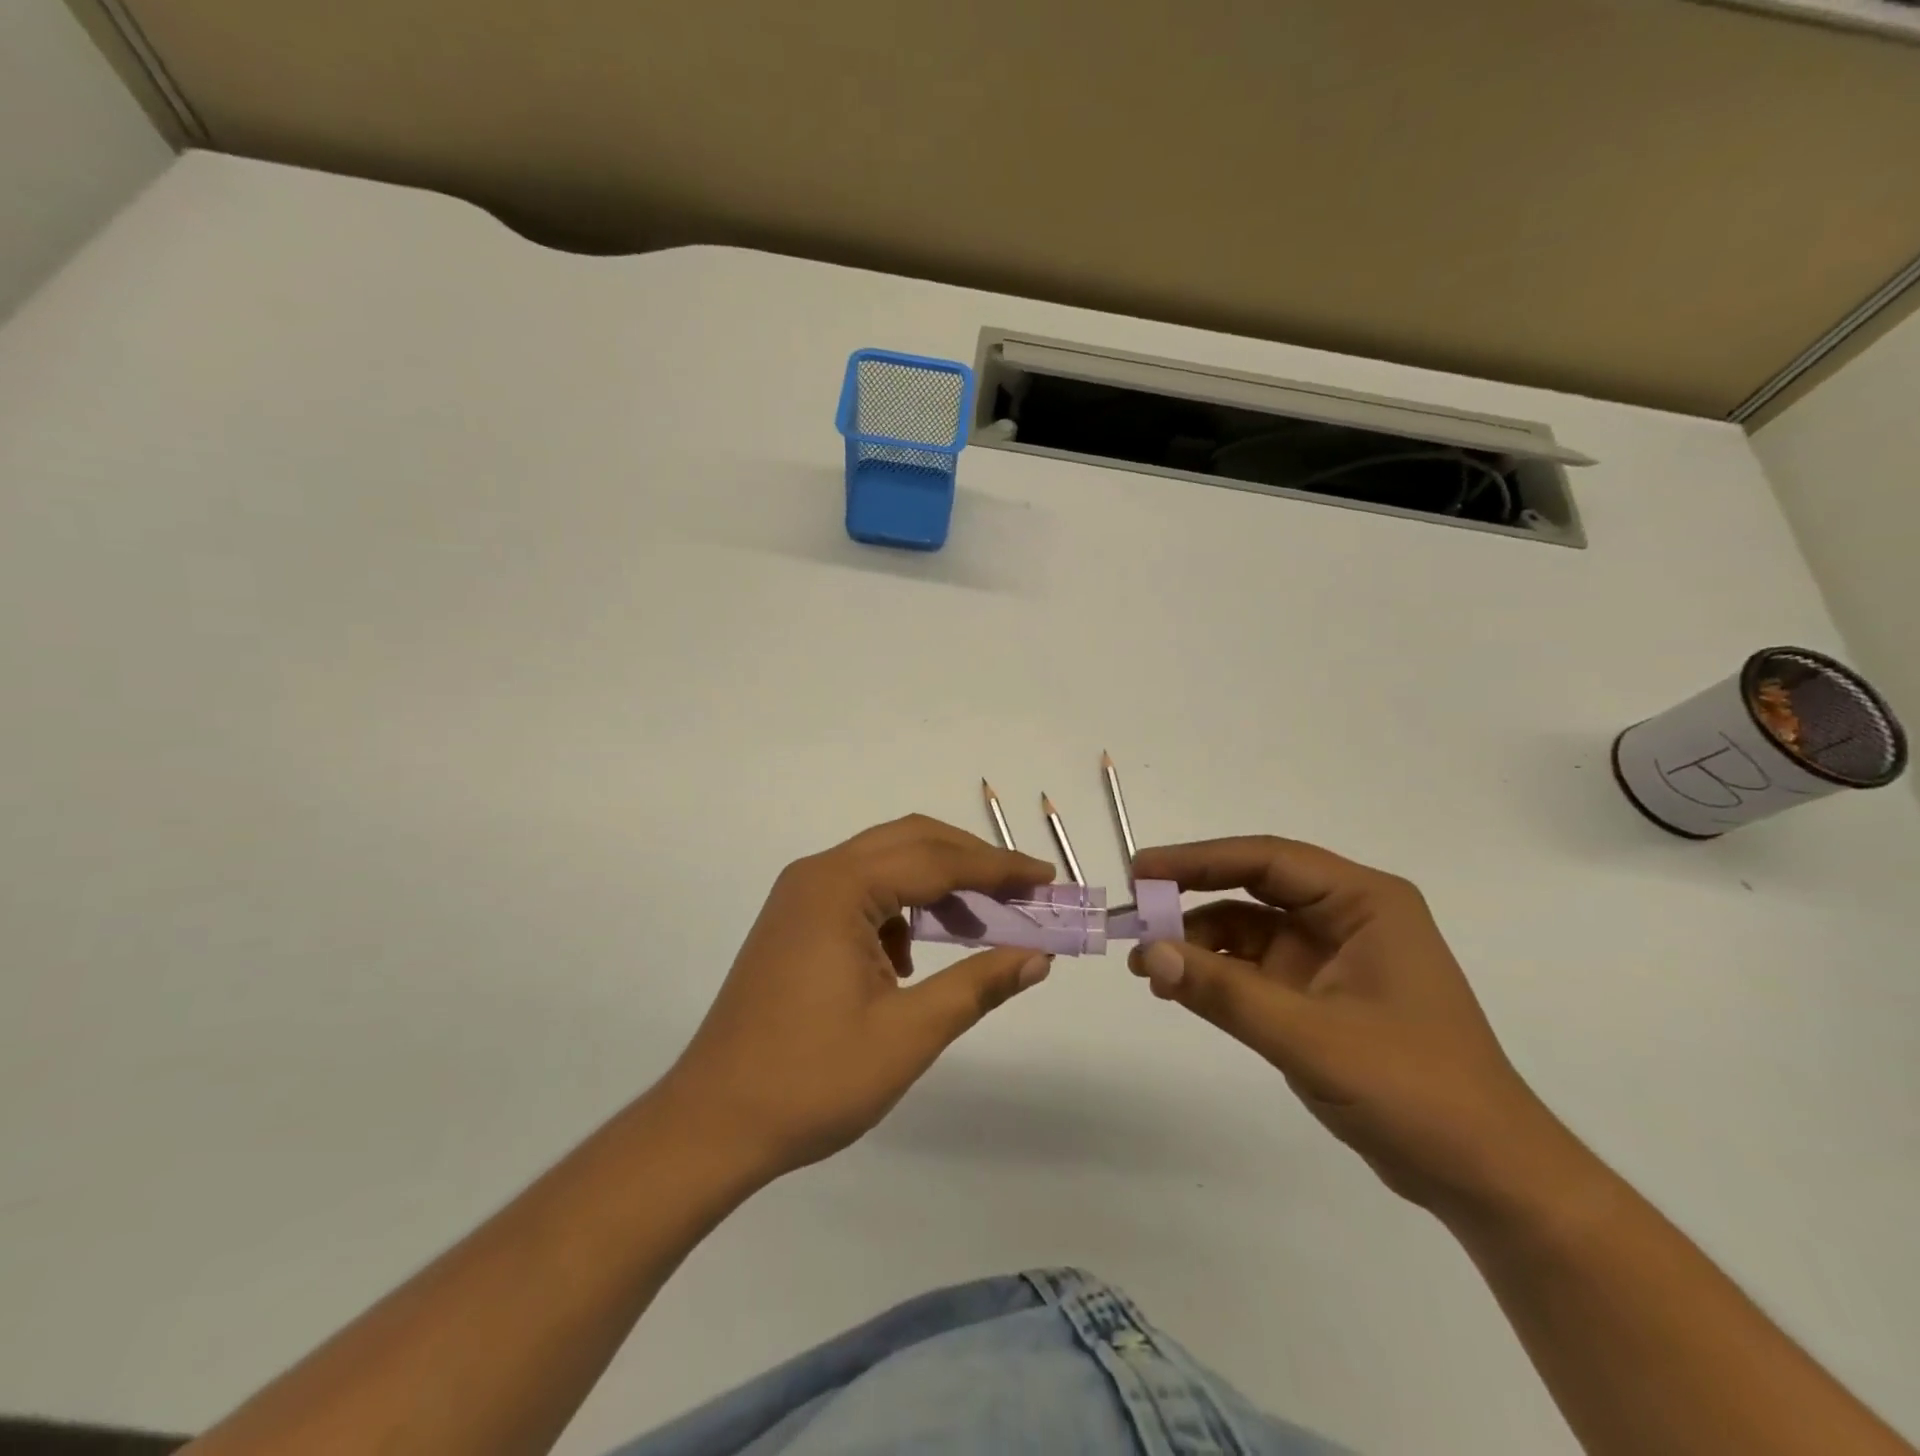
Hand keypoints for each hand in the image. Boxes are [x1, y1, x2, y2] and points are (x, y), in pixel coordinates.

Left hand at [658, 815, 1056, 1179]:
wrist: (713, 1124)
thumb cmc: (812, 1079)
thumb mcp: (908, 1034)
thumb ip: (977, 986)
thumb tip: (1037, 958)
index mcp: (840, 887)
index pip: (937, 860)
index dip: (999, 868)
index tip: (1047, 879)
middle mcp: (818, 875)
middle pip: (911, 842)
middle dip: (972, 862)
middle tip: (1024, 891)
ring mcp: (800, 896)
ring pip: (886, 863)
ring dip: (937, 883)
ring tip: (982, 922)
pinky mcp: (794, 922)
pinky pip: (861, 891)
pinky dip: (901, 907)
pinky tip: (915, 957)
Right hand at [1128, 836, 1583, 1223]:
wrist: (1487, 1178)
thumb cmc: (1415, 1091)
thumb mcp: (1312, 1038)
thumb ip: (1225, 994)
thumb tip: (1146, 954)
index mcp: (1364, 902)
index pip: (1268, 860)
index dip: (1199, 860)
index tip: (1141, 871)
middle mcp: (1347, 917)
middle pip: (1254, 889)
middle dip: (1191, 899)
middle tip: (1134, 913)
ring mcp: (1333, 957)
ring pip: (1248, 930)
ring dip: (1197, 943)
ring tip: (1145, 967)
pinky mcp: (1321, 995)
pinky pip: (1254, 969)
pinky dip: (1215, 976)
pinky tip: (1178, 989)